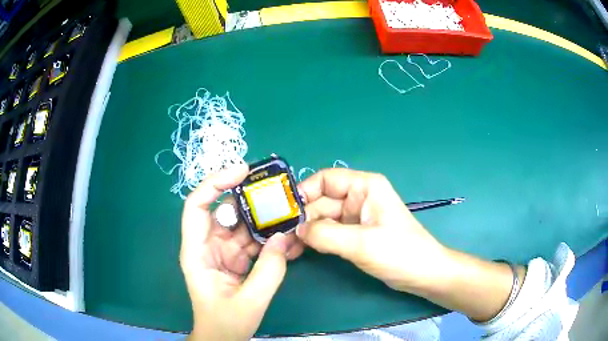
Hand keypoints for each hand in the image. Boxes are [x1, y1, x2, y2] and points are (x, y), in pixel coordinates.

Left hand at [180, 165, 300, 340]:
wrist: (223, 338)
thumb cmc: (225, 322)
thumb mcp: (250, 301)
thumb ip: (269, 271)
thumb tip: (284, 237)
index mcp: (197, 252)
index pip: (197, 206)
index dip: (215, 183)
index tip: (242, 171)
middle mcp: (207, 245)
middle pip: (223, 210)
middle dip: (249, 198)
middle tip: (278, 189)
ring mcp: (222, 251)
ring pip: (242, 224)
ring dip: (264, 218)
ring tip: (290, 211)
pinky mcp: (235, 258)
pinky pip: (252, 240)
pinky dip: (269, 237)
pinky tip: (288, 235)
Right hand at [295, 169, 449, 293]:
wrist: (422, 274)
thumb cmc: (399, 252)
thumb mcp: (362, 243)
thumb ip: (326, 234)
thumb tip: (296, 230)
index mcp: (365, 187)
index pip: (326, 180)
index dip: (304, 192)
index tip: (285, 212)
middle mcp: (358, 197)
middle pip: (321, 202)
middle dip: (301, 219)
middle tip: (279, 238)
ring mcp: (355, 218)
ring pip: (322, 219)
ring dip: (304, 232)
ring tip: (285, 248)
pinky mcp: (354, 235)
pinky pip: (328, 233)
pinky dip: (314, 241)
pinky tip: (299, 251)